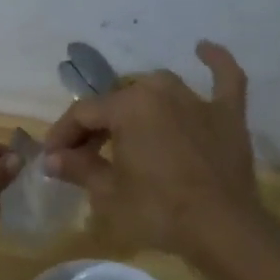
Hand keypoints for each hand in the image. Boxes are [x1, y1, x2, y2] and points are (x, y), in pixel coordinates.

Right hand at [43, 40, 266, 259]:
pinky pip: (224, 78)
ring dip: (137, 104)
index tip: (52, 158)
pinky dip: (215, 62)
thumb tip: (51, 158)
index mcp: (127, 106)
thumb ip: (78, 168)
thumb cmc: (157, 211)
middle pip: (117, 101)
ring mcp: (197, 100)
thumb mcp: (108, 193)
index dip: (62, 135)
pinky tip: (203, 48)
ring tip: (125, 128)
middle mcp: (160, 91)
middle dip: (96, 127)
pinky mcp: (228, 115)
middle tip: (85, 156)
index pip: (83, 113)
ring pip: (157, 89)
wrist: (222, 231)